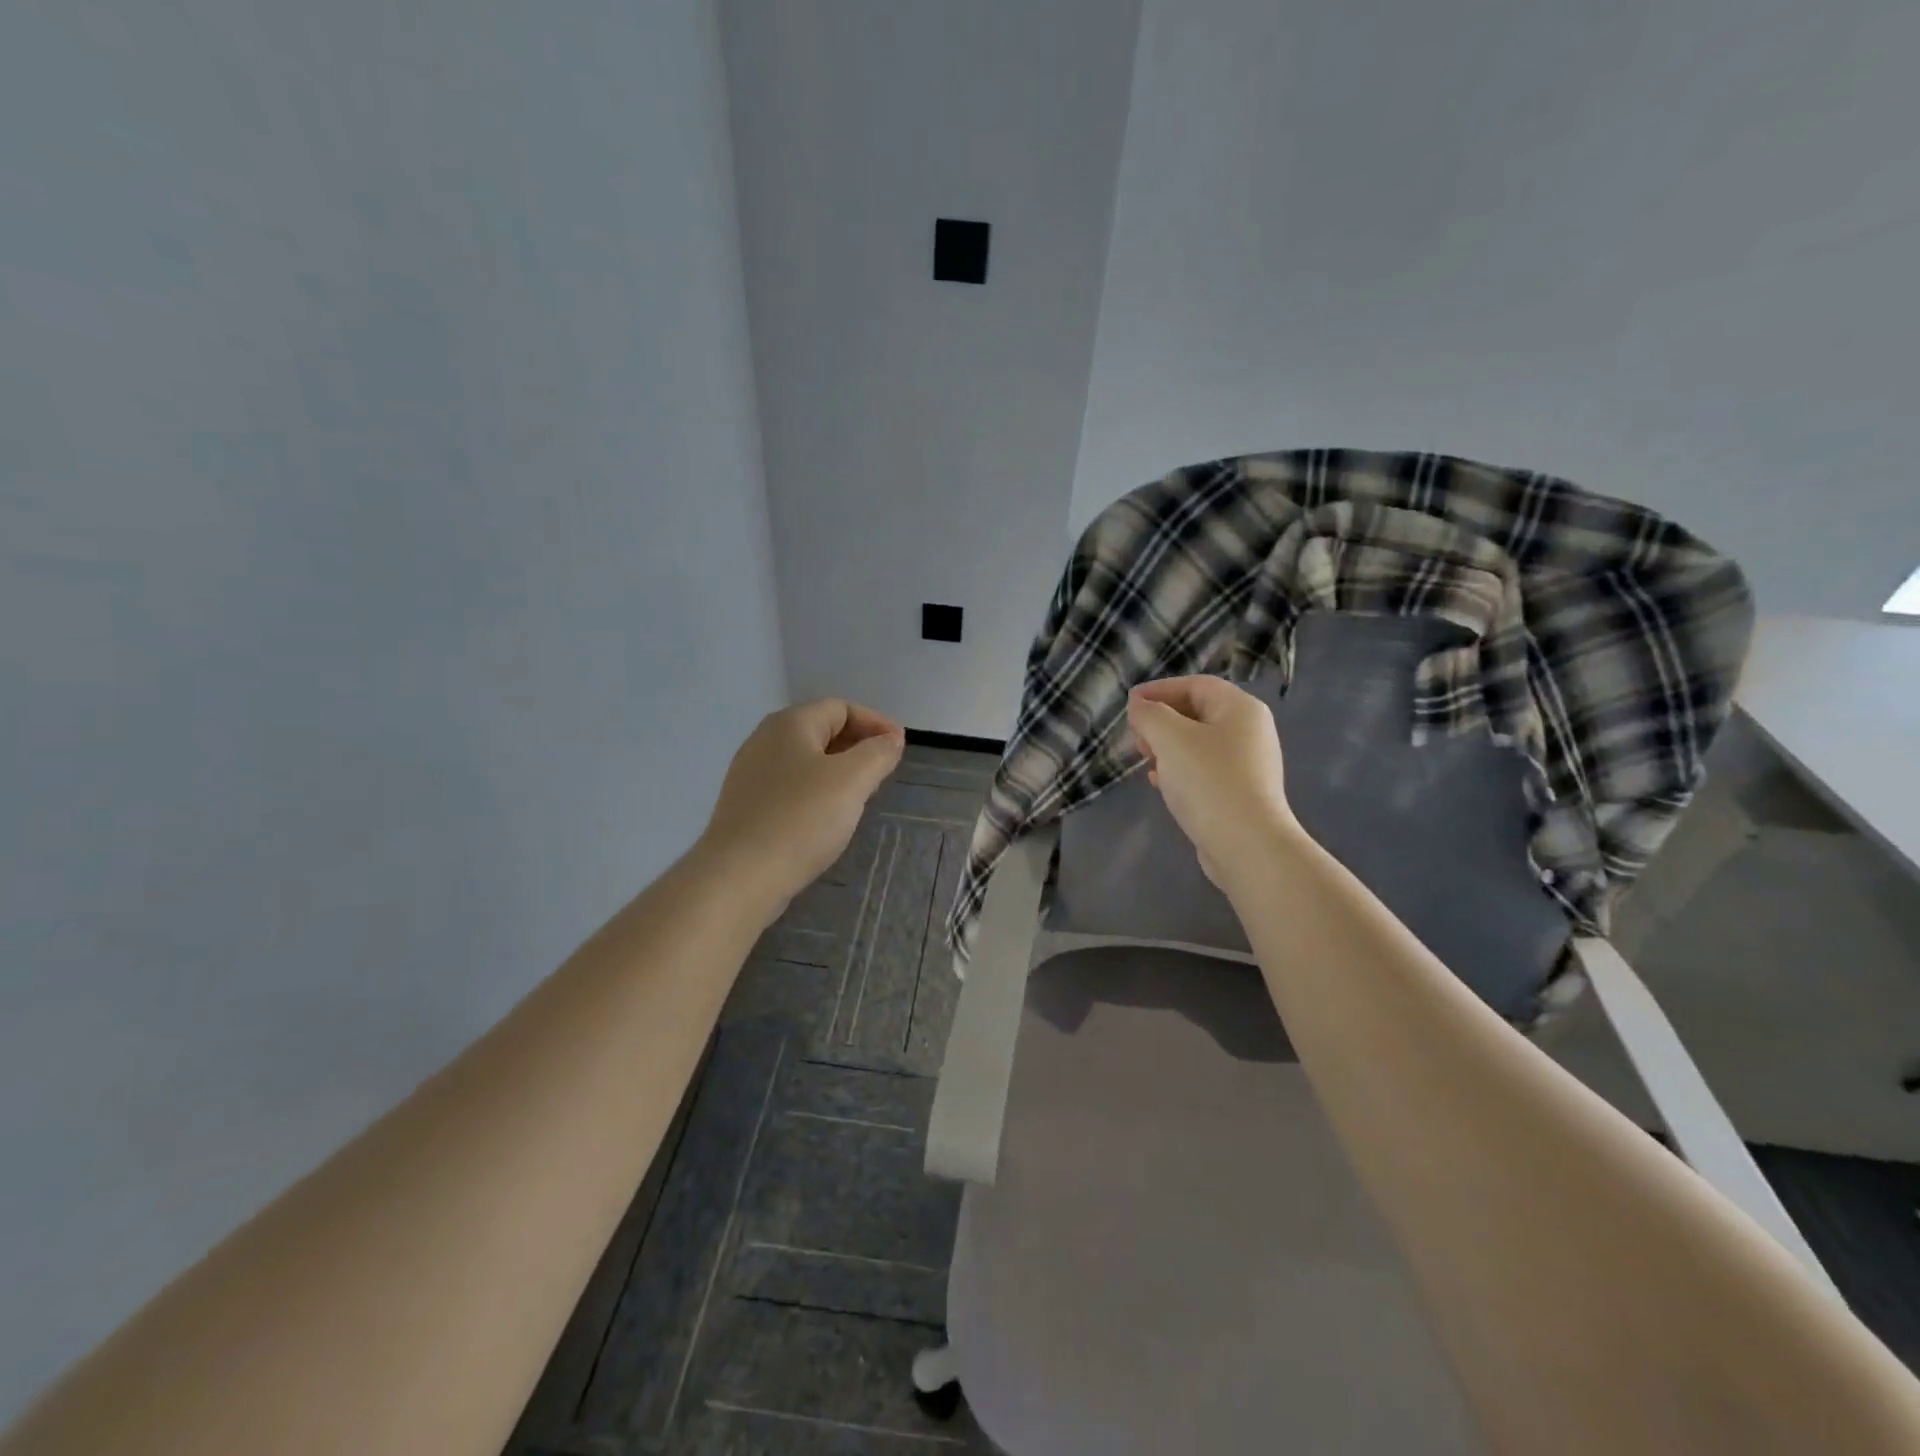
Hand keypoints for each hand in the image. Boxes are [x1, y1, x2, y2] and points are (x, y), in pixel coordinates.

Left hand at [699, 698, 904, 912]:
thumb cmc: (801, 819)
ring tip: (861, 795)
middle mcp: (765, 740)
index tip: (900, 748)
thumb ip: (877, 754)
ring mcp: (751, 774)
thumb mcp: (852, 780)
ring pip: (806, 760)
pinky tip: (827, 817)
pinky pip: (791, 786)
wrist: (739, 877)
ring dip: (838, 770)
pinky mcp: (747, 806)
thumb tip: (892, 738)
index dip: (875, 722)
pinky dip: (817, 791)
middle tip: (884, 772)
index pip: (840, 707)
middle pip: (821, 730)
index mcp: (790, 724)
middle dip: (858, 745)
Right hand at [1127, 676, 1296, 895]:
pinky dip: (1179, 769)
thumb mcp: (1170, 738)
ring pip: (1199, 743)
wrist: (1246, 844)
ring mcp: (1248, 764)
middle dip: (1162, 720)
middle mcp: (1250, 731)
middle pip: (1198, 712)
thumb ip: (1149, 715)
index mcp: (1241, 709)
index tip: (1129, 704)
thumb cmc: (1208, 781)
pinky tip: (1160, 783)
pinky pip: (1204, 770)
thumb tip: (1139, 706)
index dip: (1159, 690)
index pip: (1196, 685)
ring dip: (1167, 746)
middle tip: (1136, 736)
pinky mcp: (1240, 792)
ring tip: (1145, 759)